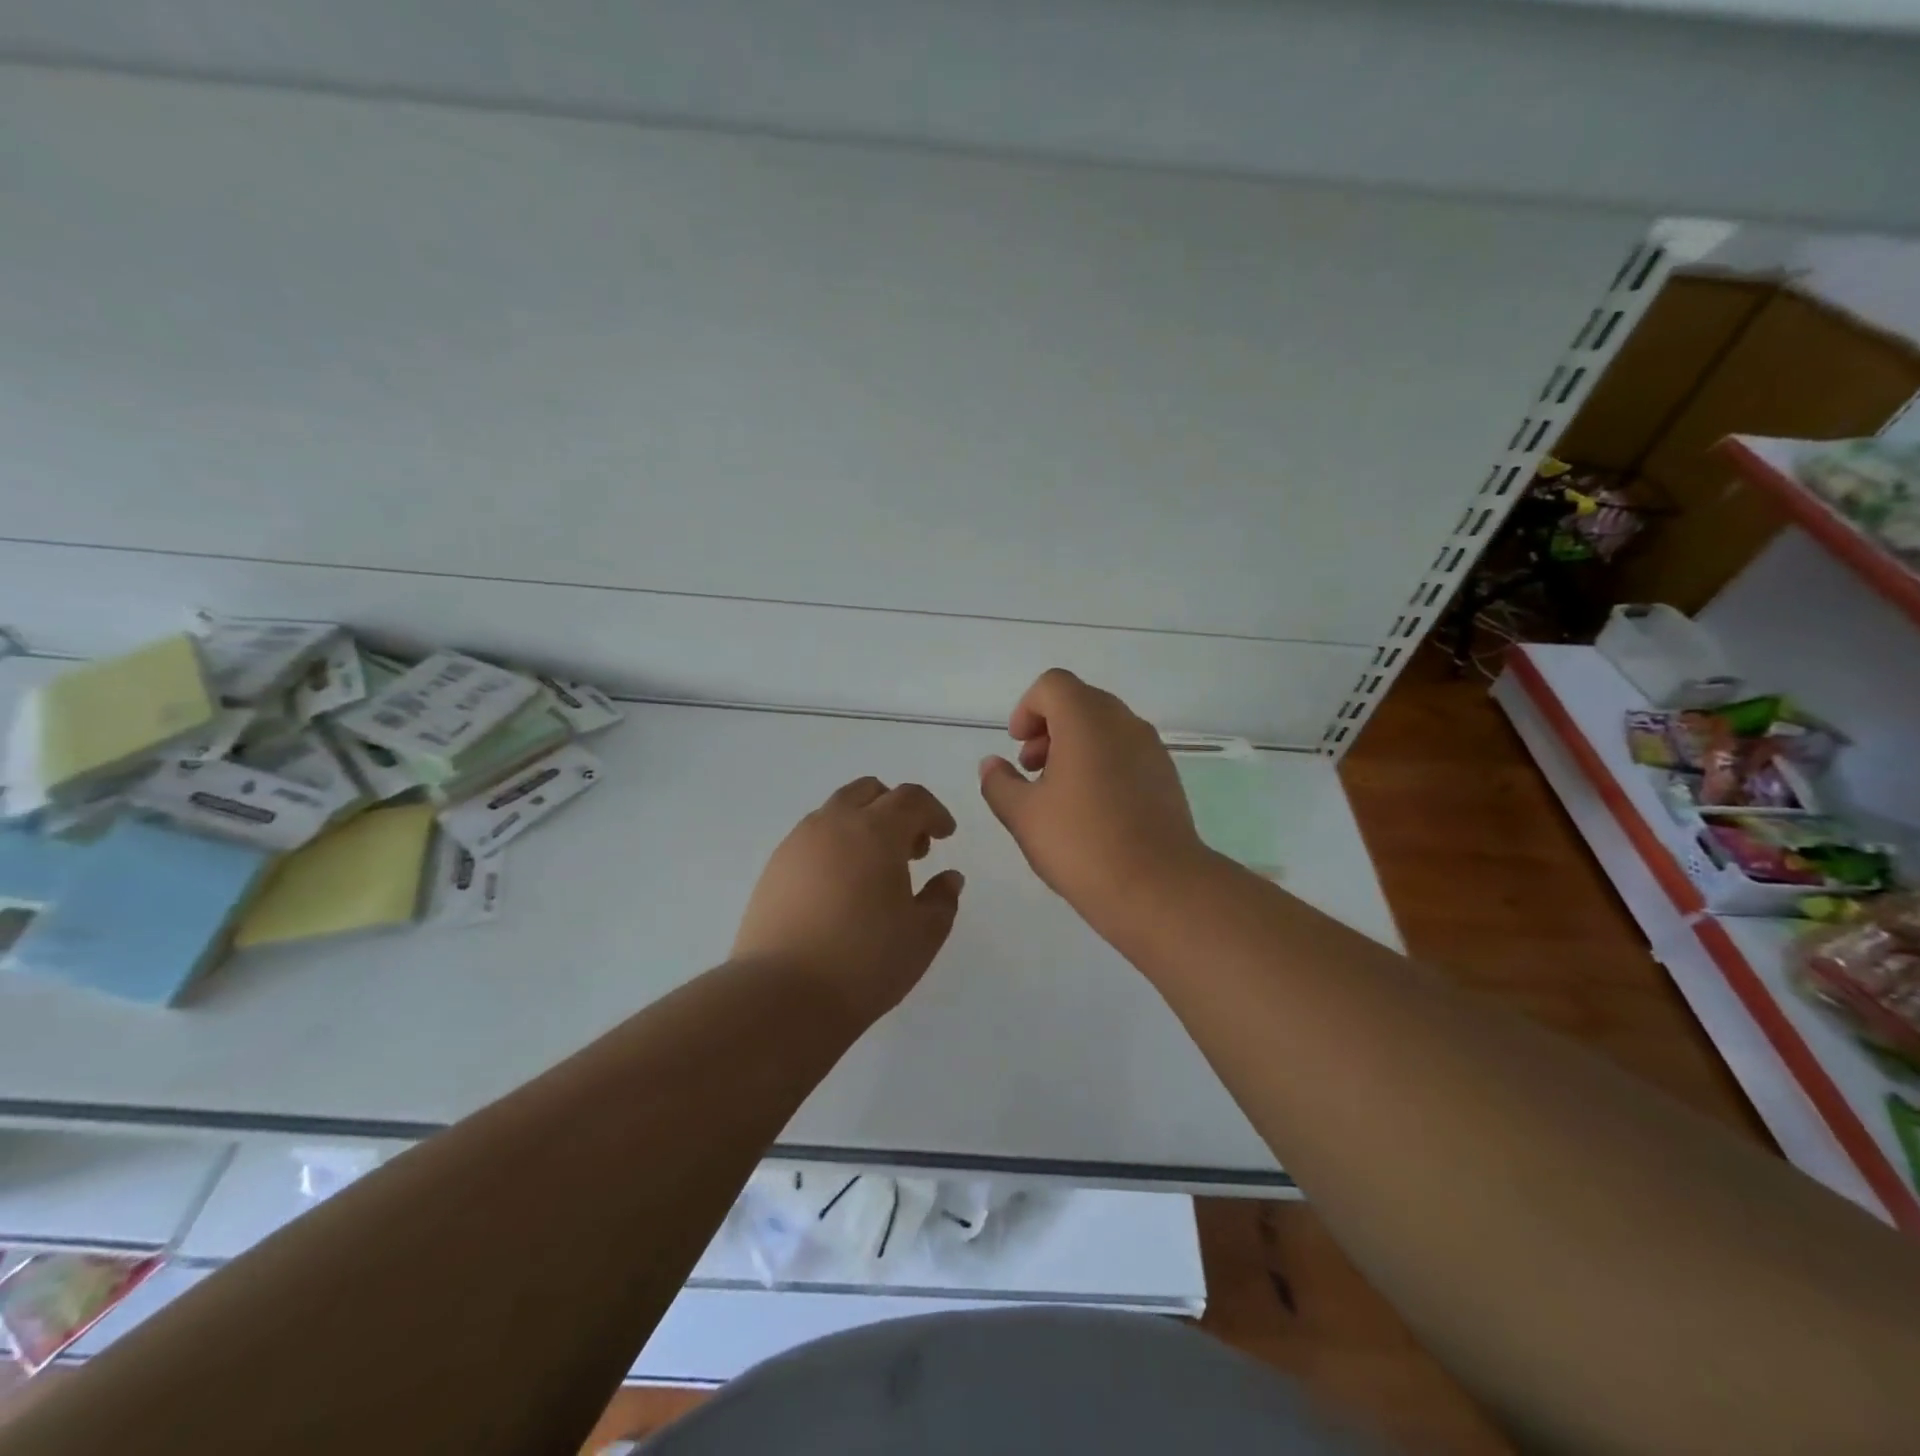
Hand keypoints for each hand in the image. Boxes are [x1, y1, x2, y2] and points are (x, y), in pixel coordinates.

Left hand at [733, 777, 964, 1023]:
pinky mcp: (774, 868)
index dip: (934, 812)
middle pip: (869, 792)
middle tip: (912, 850)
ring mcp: (797, 843)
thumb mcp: (923, 935)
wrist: (782, 996)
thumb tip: (949, 878)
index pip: (911, 799)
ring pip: (836, 812)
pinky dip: (835, 846)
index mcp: (876, 831)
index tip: (945, 836)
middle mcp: (834, 824)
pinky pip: (812, 838)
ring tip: (875, 872)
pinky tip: (840, 889)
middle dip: (896, 810)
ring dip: (863, 825)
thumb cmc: (865, 962)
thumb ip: (942, 899)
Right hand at [978, 669, 1210, 929]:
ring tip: (1058, 794)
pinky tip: (1092, 811)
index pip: (1053, 684)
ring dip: (1075, 747)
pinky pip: (1126, 752)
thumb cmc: (1082, 844)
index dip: (1027, 709)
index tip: (1017, 747)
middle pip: (1080, 702)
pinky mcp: (1167, 777)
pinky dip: (1102, 764)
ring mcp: (1151, 749)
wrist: (1159, 888)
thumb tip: (991, 764)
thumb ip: (999, 783)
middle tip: (1032, 770)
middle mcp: (1124, 723)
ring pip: (1105, 728)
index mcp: (1087, 720)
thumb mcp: (1023, 815)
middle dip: (1048, 728)